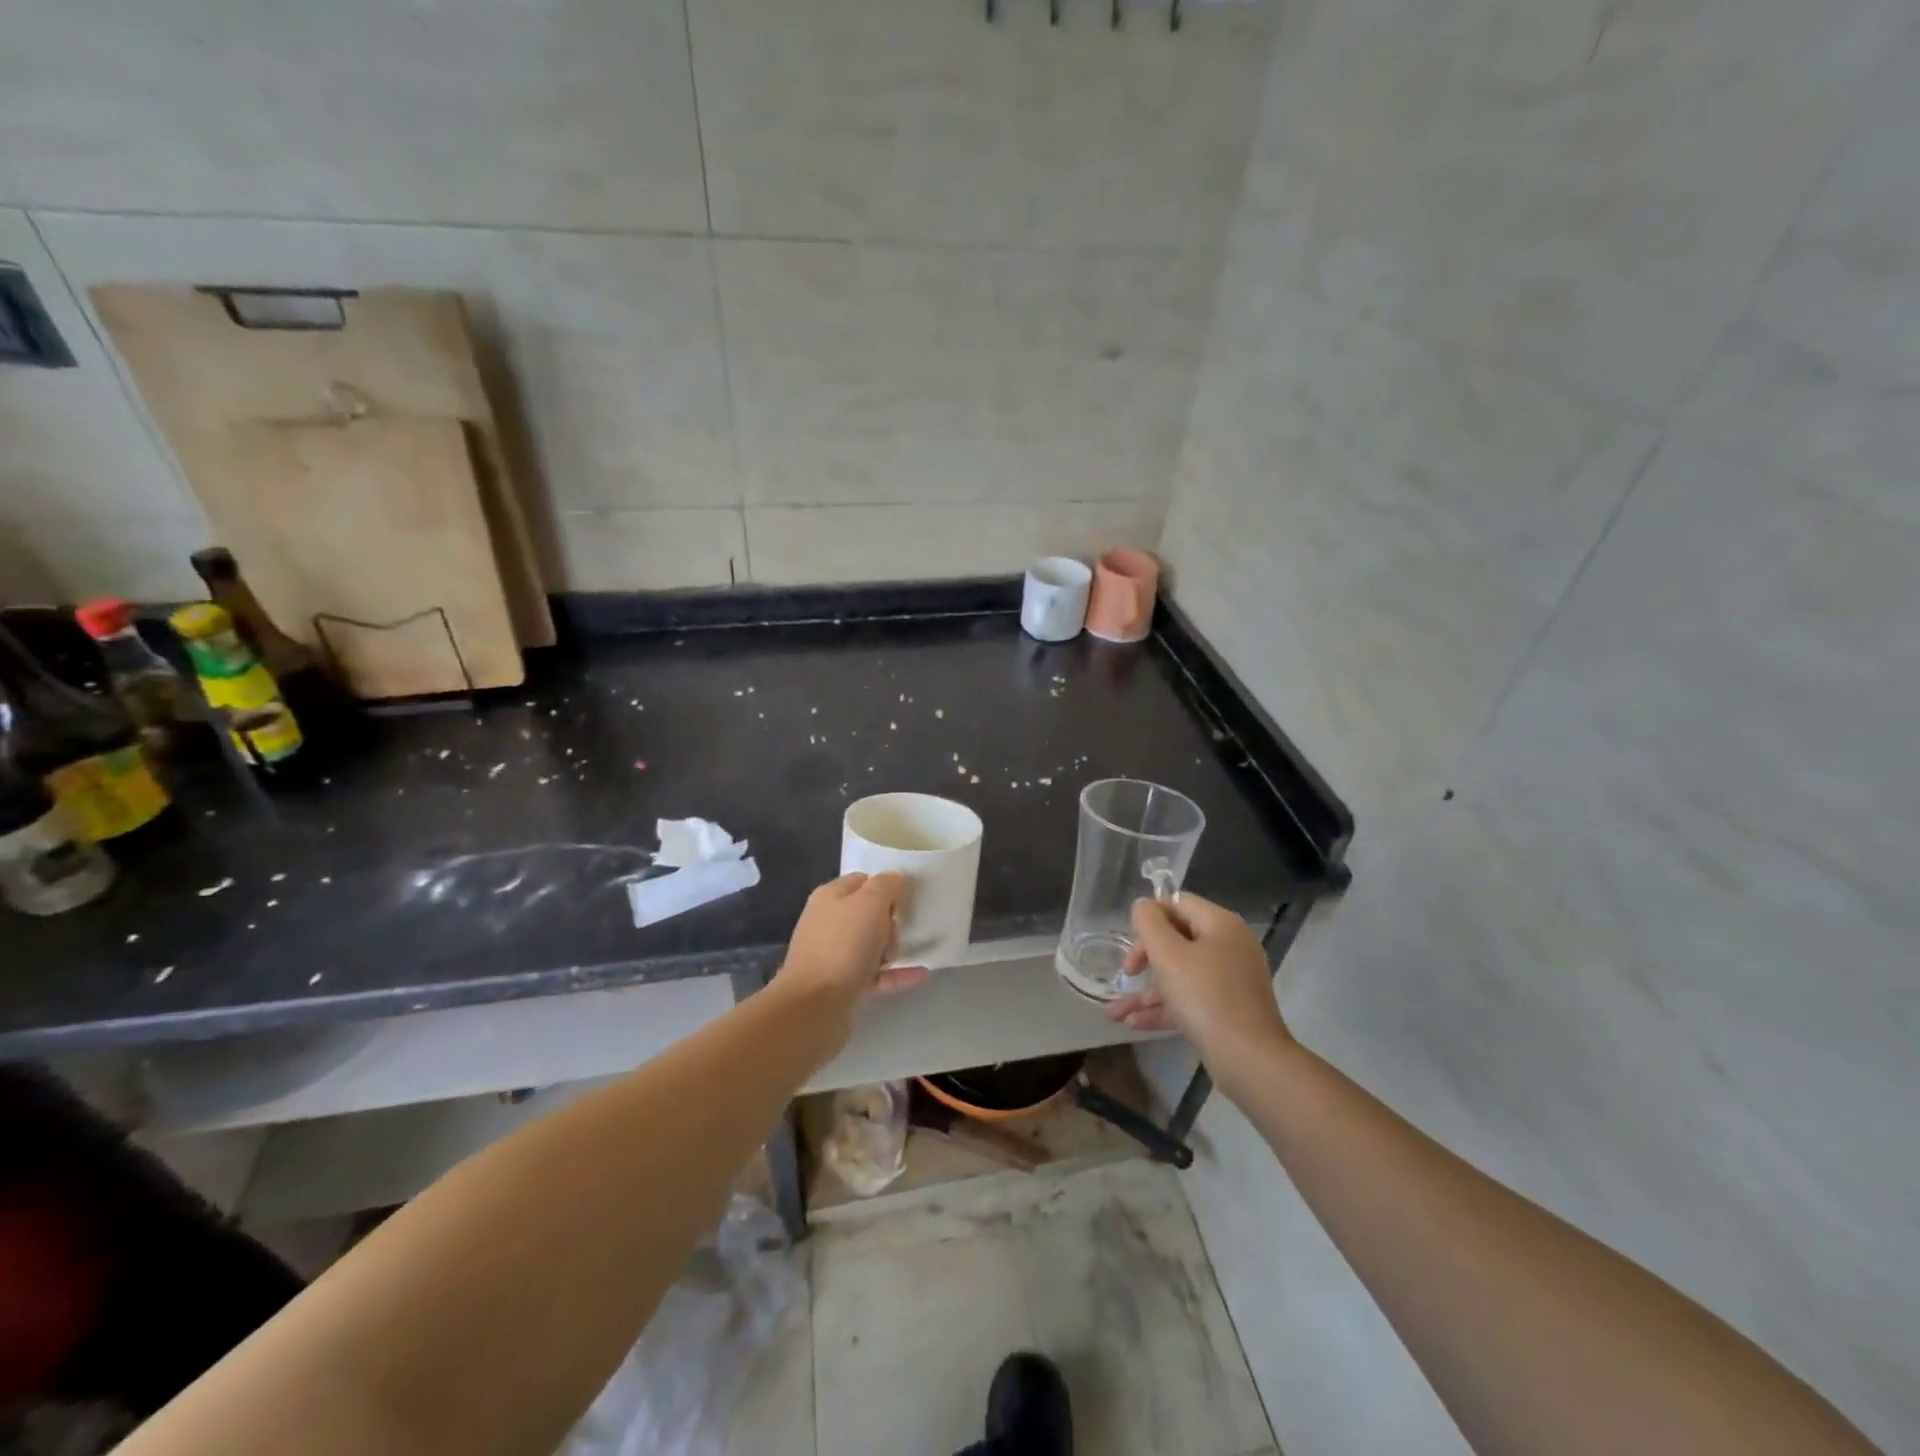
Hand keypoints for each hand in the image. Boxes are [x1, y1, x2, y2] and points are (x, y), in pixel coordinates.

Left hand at [771, 873, 928, 1022]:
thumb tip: (895, 879)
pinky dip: (896, 973)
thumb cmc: (844, 945)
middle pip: (867, 913)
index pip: (863, 880)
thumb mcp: (871, 903)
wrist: (816, 1005)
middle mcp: (828, 922)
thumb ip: (887, 885)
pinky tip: (920, 974)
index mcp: (830, 896)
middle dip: (891, 919)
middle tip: (906, 927)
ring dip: (893, 946)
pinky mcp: (842, 985)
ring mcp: (833, 955)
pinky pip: (875, 973)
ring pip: (870, 944)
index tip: (910, 896)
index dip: (886, 885)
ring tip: (917, 949)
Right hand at [1104, 892, 1290, 1061]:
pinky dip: (1165, 1007)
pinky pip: (1191, 998)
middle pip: (1178, 938)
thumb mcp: (1168, 954)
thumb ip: (1149, 922)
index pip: (1178, 903)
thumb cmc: (1205, 997)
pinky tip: (1133, 1023)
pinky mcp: (1229, 1009)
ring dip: (1147, 991)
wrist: (1250, 1060)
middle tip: (1126, 974)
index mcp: (1221, 925)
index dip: (1150, 917)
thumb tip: (1143, 905)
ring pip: (1181, 974)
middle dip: (1145, 957)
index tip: (1131, 942)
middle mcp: (1230, 946)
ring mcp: (1231, 980)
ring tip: (1114, 1012)